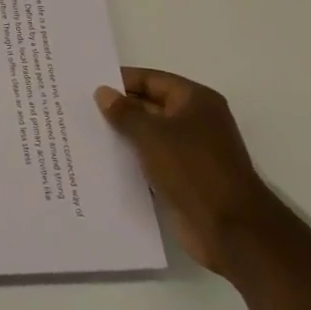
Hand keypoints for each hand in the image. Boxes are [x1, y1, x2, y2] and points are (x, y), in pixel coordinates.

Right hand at [94, 68, 280, 275]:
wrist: (230, 229)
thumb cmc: (192, 169)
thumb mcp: (152, 134)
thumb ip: (124, 112)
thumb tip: (103, 92)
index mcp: (195, 101)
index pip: (151, 80)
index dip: (121, 81)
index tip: (88, 85)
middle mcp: (196, 121)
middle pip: (150, 106)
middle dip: (119, 109)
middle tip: (80, 110)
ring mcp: (191, 152)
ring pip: (149, 136)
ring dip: (123, 137)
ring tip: (85, 135)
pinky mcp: (184, 179)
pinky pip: (152, 162)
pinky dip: (132, 161)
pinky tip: (103, 163)